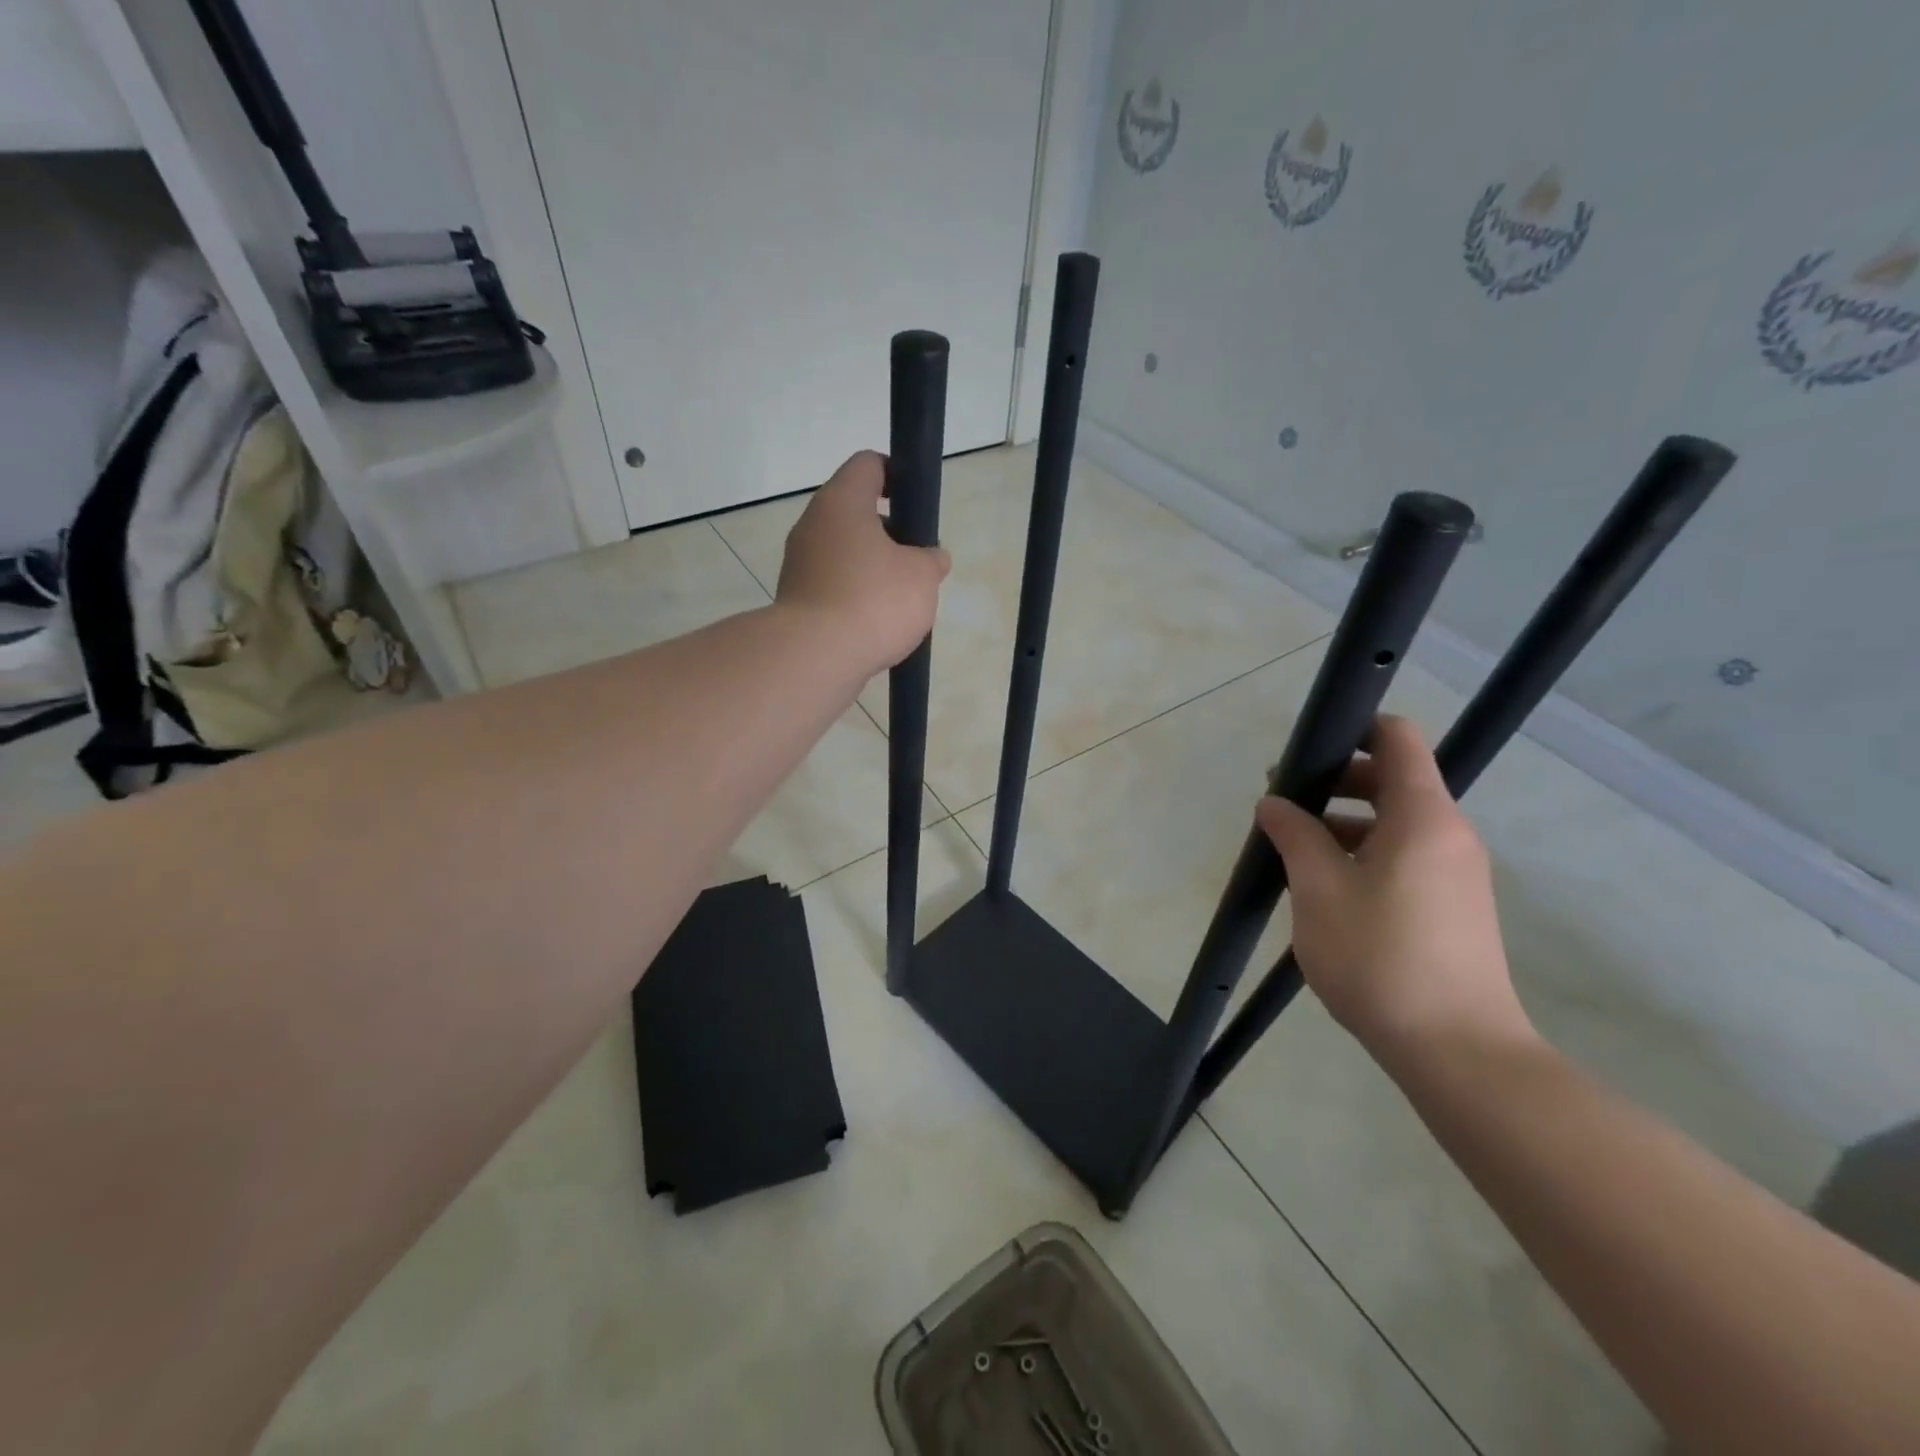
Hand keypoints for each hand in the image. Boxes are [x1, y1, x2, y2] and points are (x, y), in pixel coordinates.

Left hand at [776, 451, 951, 673]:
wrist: (816, 657)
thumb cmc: (873, 601)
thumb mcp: (922, 576)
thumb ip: (931, 560)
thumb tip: (931, 558)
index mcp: (842, 502)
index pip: (868, 464)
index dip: (897, 475)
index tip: (916, 503)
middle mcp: (813, 525)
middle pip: (855, 512)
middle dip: (890, 532)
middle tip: (916, 560)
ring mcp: (800, 563)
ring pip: (844, 551)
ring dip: (872, 568)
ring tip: (900, 599)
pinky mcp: (797, 599)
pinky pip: (833, 585)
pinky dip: (855, 596)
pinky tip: (876, 623)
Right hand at [1257, 715, 1532, 1057]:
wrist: (1456, 1049)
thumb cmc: (1381, 957)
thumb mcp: (1319, 889)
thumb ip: (1295, 835)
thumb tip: (1274, 803)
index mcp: (1423, 816)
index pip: (1397, 738)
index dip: (1353, 729)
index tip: (1306, 750)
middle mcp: (1448, 833)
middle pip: (1393, 779)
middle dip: (1335, 782)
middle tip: (1283, 805)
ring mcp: (1456, 871)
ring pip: (1396, 822)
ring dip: (1345, 823)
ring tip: (1295, 851)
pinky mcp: (1453, 905)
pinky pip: (1405, 855)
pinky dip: (1365, 853)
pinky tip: (1326, 888)